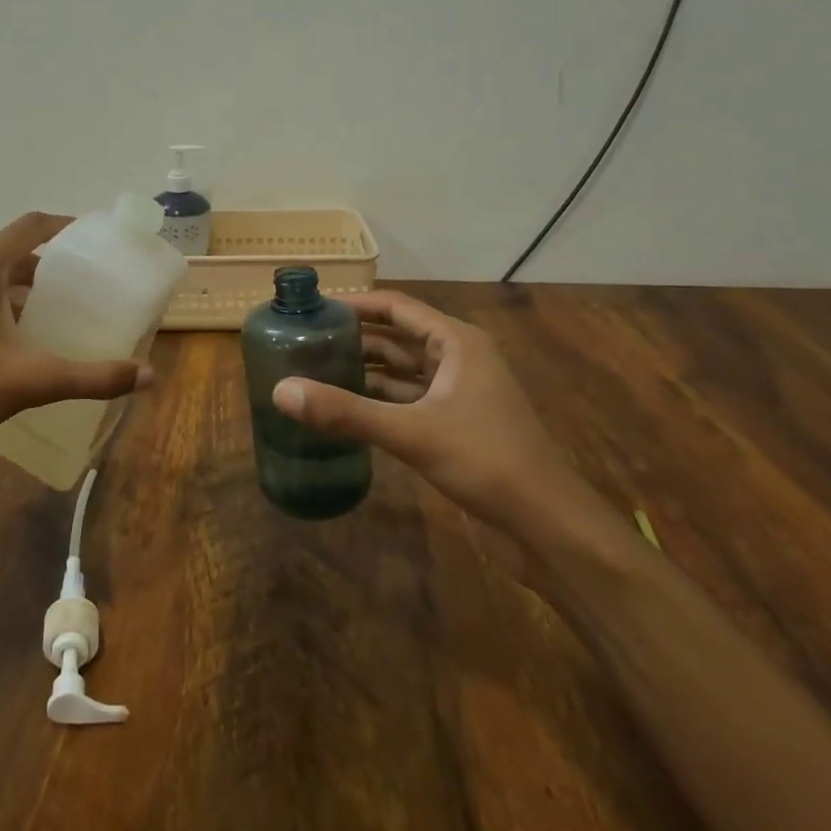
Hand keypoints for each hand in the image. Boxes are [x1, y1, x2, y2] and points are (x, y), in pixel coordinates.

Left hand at [0, 212, 150, 453]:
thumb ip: (92, 376)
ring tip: (44, 314)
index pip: (32, 225)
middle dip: (44, 265)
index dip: (66, 225)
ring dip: (14, 286)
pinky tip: (0, 339)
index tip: (93, 237)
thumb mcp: (32, 381)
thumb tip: (148, 377)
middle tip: (76, 287)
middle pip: (8, 251)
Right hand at [271, 291, 593, 546]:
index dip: (355, 304)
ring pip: (402, 372)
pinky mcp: (455, 424)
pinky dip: (379, 401)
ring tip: (314, 372)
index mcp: (456, 342)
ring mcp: (458, 393)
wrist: (549, 525)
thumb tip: (281, 391)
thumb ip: (346, 412)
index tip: (312, 308)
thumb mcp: (412, 433)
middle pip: (397, 337)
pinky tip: (345, 409)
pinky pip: (408, 400)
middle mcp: (458, 358)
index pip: (396, 307)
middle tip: (303, 342)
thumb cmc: (487, 461)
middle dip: (354, 339)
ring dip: (364, 372)